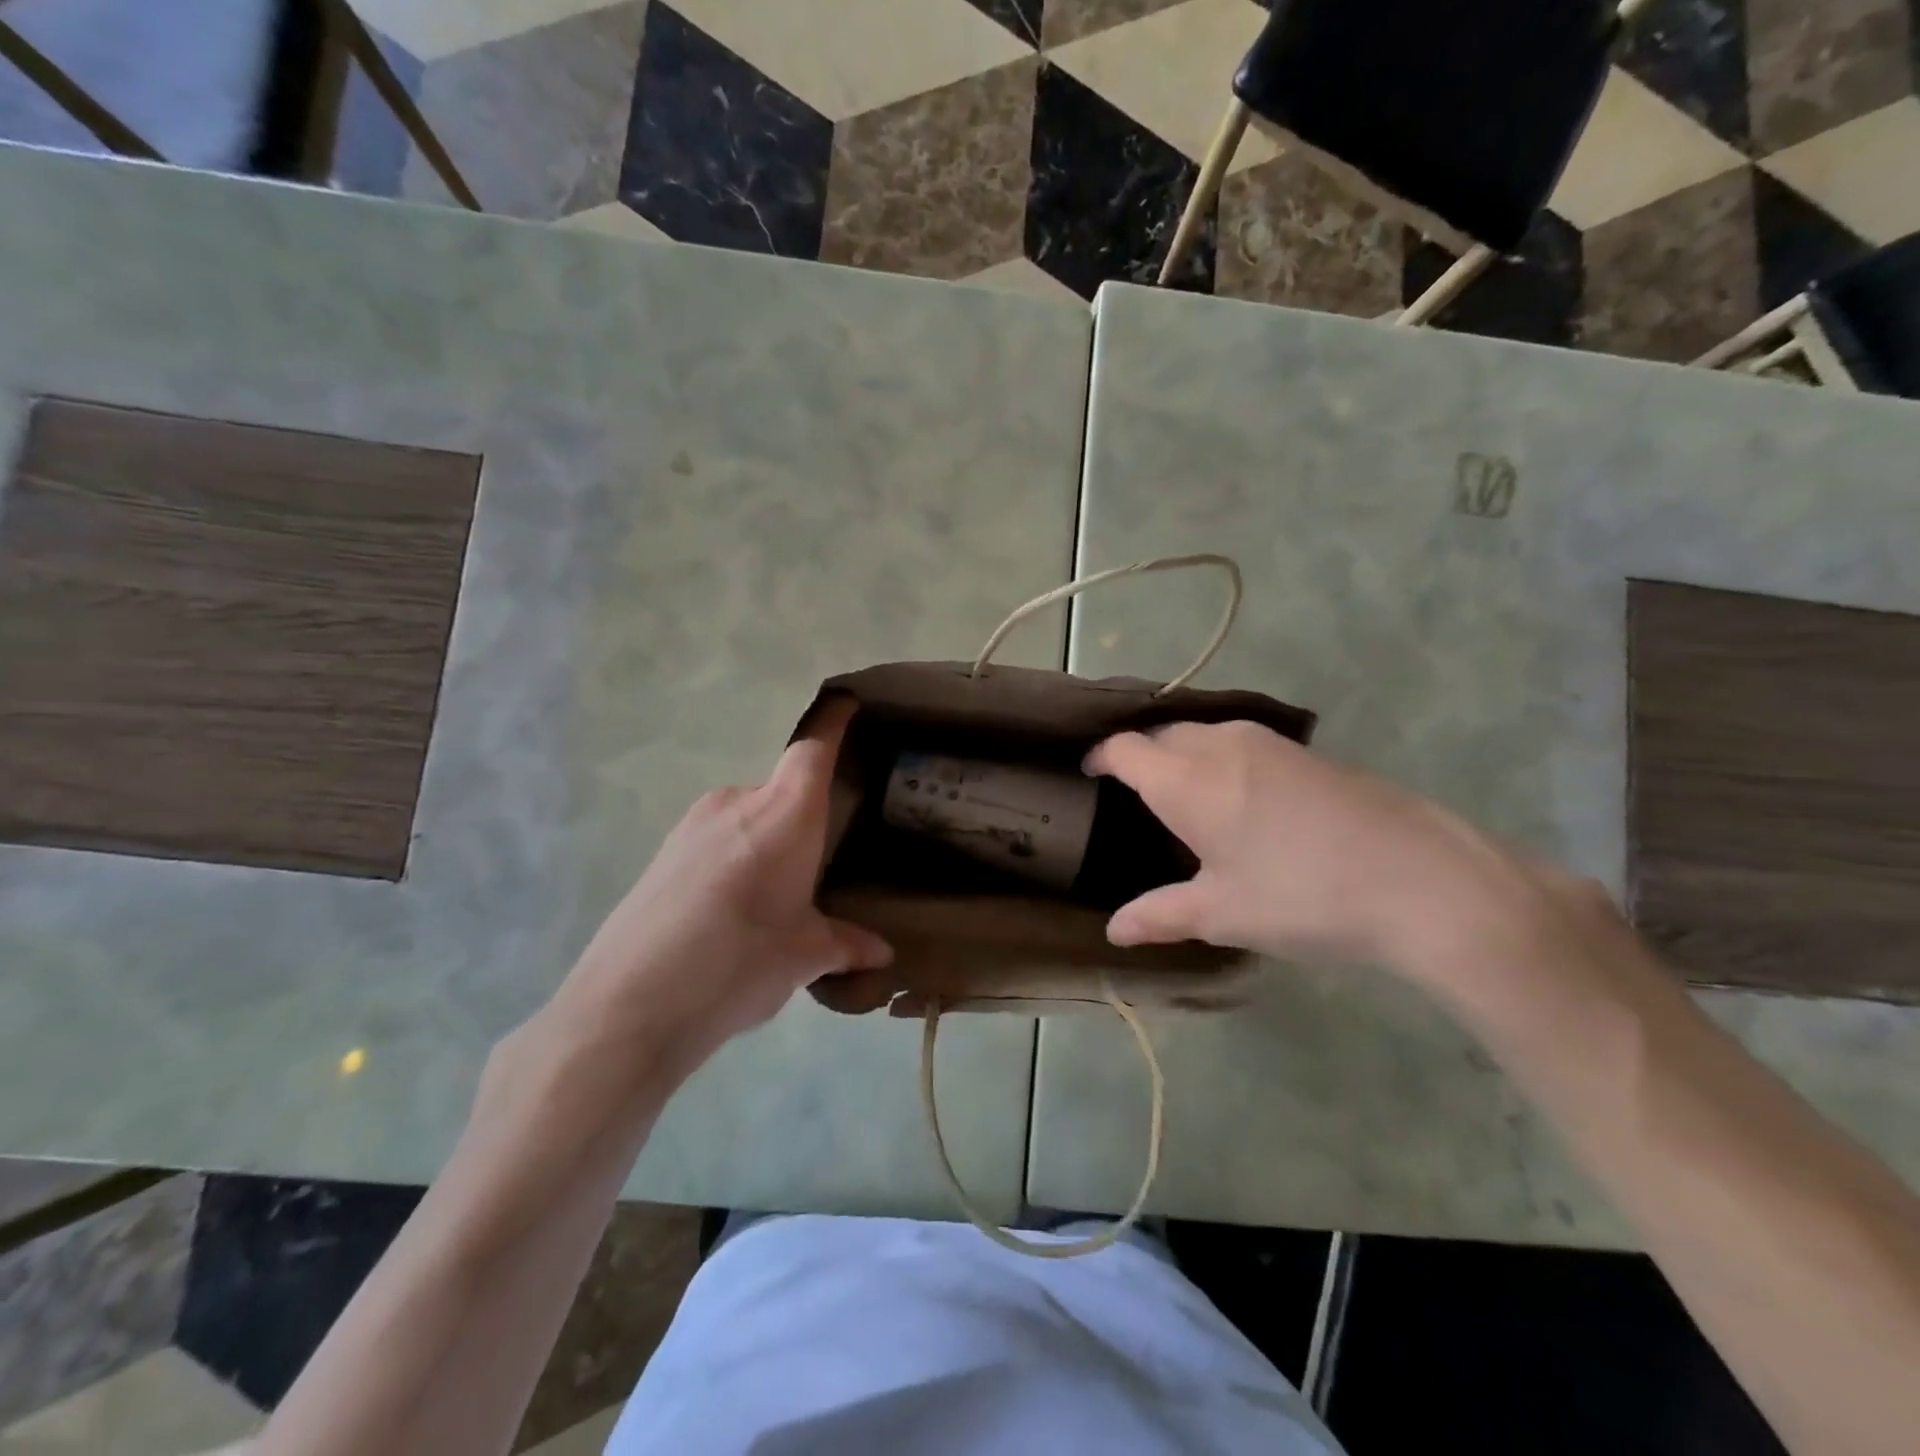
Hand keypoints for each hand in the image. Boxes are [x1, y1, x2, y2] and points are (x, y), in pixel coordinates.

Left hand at [546, 696, 891, 1088]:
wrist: (628, 1005)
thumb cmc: (739, 964)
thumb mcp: (802, 956)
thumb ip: (844, 943)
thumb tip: (882, 954)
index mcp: (785, 813)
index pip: (814, 748)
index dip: (833, 721)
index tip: (848, 703)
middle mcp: (738, 801)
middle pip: (783, 788)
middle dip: (804, 814)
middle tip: (821, 858)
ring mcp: (694, 823)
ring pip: (748, 815)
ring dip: (767, 840)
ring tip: (775, 895)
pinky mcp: (664, 850)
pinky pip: (716, 837)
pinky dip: (735, 856)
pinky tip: (731, 909)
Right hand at [1085, 721, 1545, 981]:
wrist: (1424, 880)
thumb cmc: (1303, 897)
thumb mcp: (1224, 913)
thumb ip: (1160, 915)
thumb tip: (1114, 932)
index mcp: (1186, 779)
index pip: (1125, 749)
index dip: (1101, 757)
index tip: (1088, 773)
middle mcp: (1220, 745)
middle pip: (1162, 734)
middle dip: (1140, 755)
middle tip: (1130, 793)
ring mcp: (1269, 743)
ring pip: (1204, 734)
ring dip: (1182, 754)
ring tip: (1180, 794)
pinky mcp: (1307, 752)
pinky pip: (1240, 742)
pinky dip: (1219, 759)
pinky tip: (1238, 798)